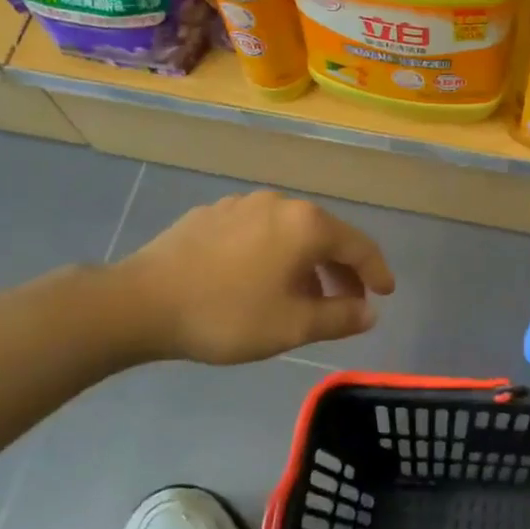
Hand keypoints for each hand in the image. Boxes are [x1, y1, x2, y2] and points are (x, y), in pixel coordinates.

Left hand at [119, 191, 394, 364]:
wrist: (142, 302)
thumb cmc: (228, 315)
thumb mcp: (293, 325)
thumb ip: (340, 317)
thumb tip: (369, 312)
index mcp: (306, 225)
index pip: (358, 246)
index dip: (377, 272)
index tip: (387, 294)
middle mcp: (279, 203)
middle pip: (325, 236)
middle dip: (342, 271)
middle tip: (349, 303)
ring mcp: (242, 204)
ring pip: (290, 234)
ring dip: (307, 264)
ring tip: (305, 297)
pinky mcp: (212, 214)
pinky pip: (259, 233)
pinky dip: (274, 255)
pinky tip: (260, 281)